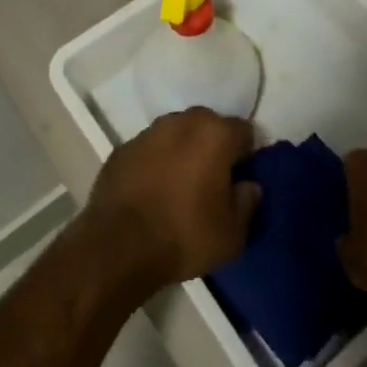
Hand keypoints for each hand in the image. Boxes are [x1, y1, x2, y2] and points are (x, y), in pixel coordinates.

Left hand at [81, 108, 261, 297]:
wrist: (119, 245)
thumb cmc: (184, 235)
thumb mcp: (232, 234)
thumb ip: (247, 203)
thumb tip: (247, 185)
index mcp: (215, 133)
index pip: (244, 132)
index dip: (246, 157)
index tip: (239, 182)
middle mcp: (182, 121)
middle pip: (208, 127)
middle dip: (213, 149)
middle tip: (212, 185)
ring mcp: (149, 132)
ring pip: (177, 135)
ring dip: (183, 153)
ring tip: (180, 189)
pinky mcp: (123, 148)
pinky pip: (150, 151)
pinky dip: (155, 164)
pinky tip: (152, 193)